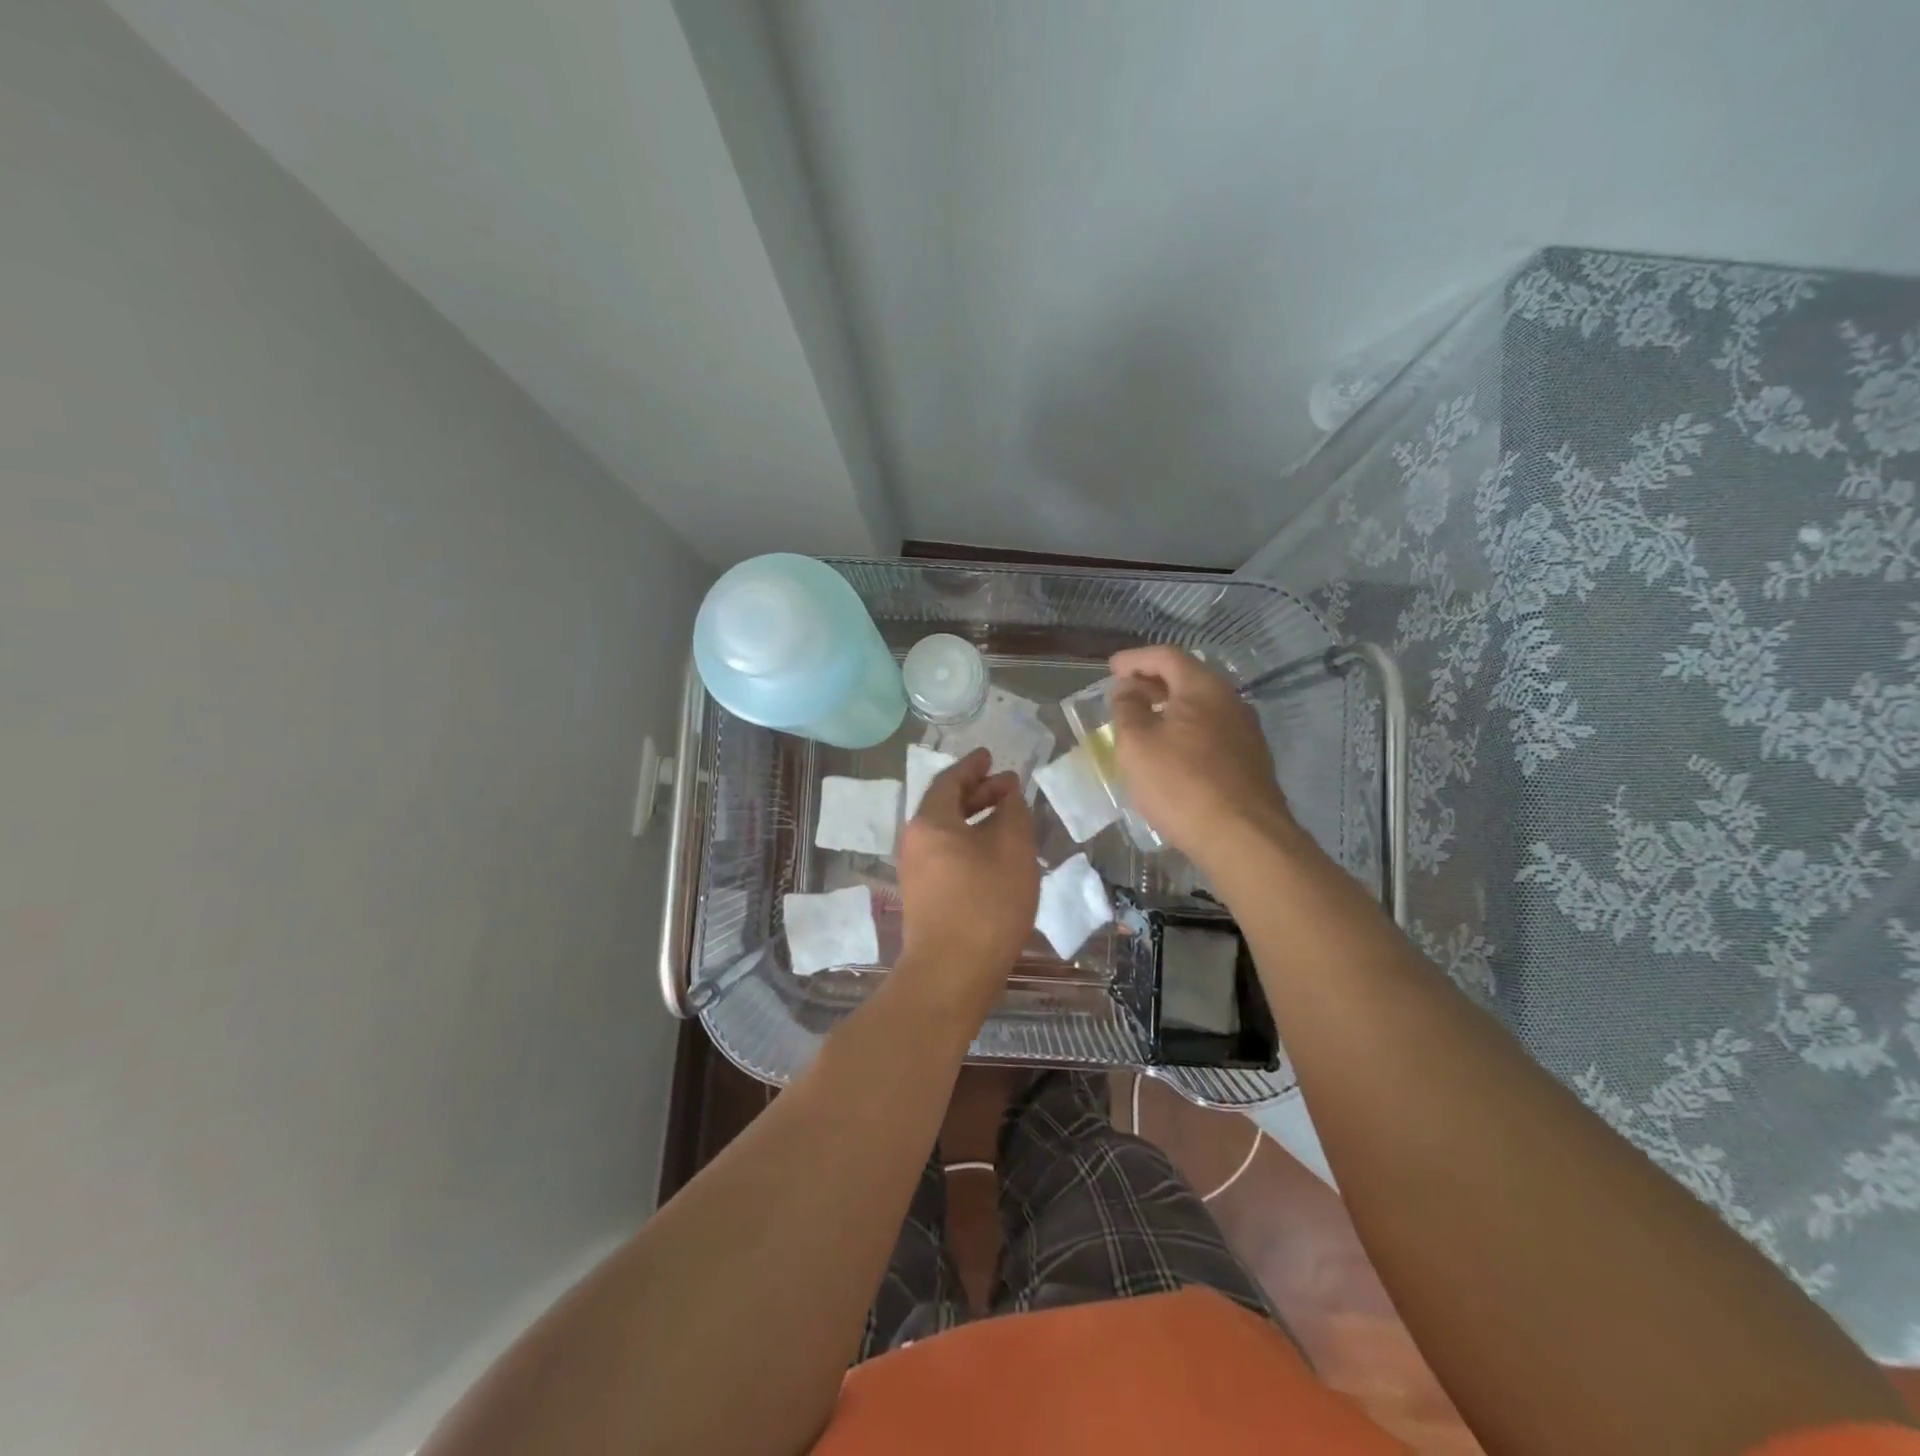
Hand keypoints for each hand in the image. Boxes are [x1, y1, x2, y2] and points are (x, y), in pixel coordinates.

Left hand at [895, 748, 1039, 1012]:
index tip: (991, 756)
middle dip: (977, 792)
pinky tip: (994, 855)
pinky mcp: (923, 897)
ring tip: (1006, 818)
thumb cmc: (986, 903)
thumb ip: (1013, 813)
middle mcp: (914, 841)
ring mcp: (915, 872)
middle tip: (1008, 786)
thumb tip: (1008, 795)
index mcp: (930, 822)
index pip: (949, 780)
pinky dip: (969, 842)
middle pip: (945, 805)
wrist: (951, 973)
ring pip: (946, 832)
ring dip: (975, 819)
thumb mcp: (1012, 849)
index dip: (973, 766)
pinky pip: (946, 854)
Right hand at [1107, 645, 1298, 867]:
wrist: (1244, 838)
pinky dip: (1185, 731)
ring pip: (1201, 707)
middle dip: (1153, 682)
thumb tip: (1128, 689)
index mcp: (1203, 687)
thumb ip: (1127, 708)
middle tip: (1124, 693)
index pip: (1166, 656)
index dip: (1135, 659)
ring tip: (1143, 723)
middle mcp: (1230, 701)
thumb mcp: (1137, 743)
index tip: (1111, 669)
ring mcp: (1245, 732)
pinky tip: (1171, 753)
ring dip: (1170, 708)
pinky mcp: (1250, 762)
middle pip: (1187, 678)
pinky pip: (1211, 732)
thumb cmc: (1182, 784)